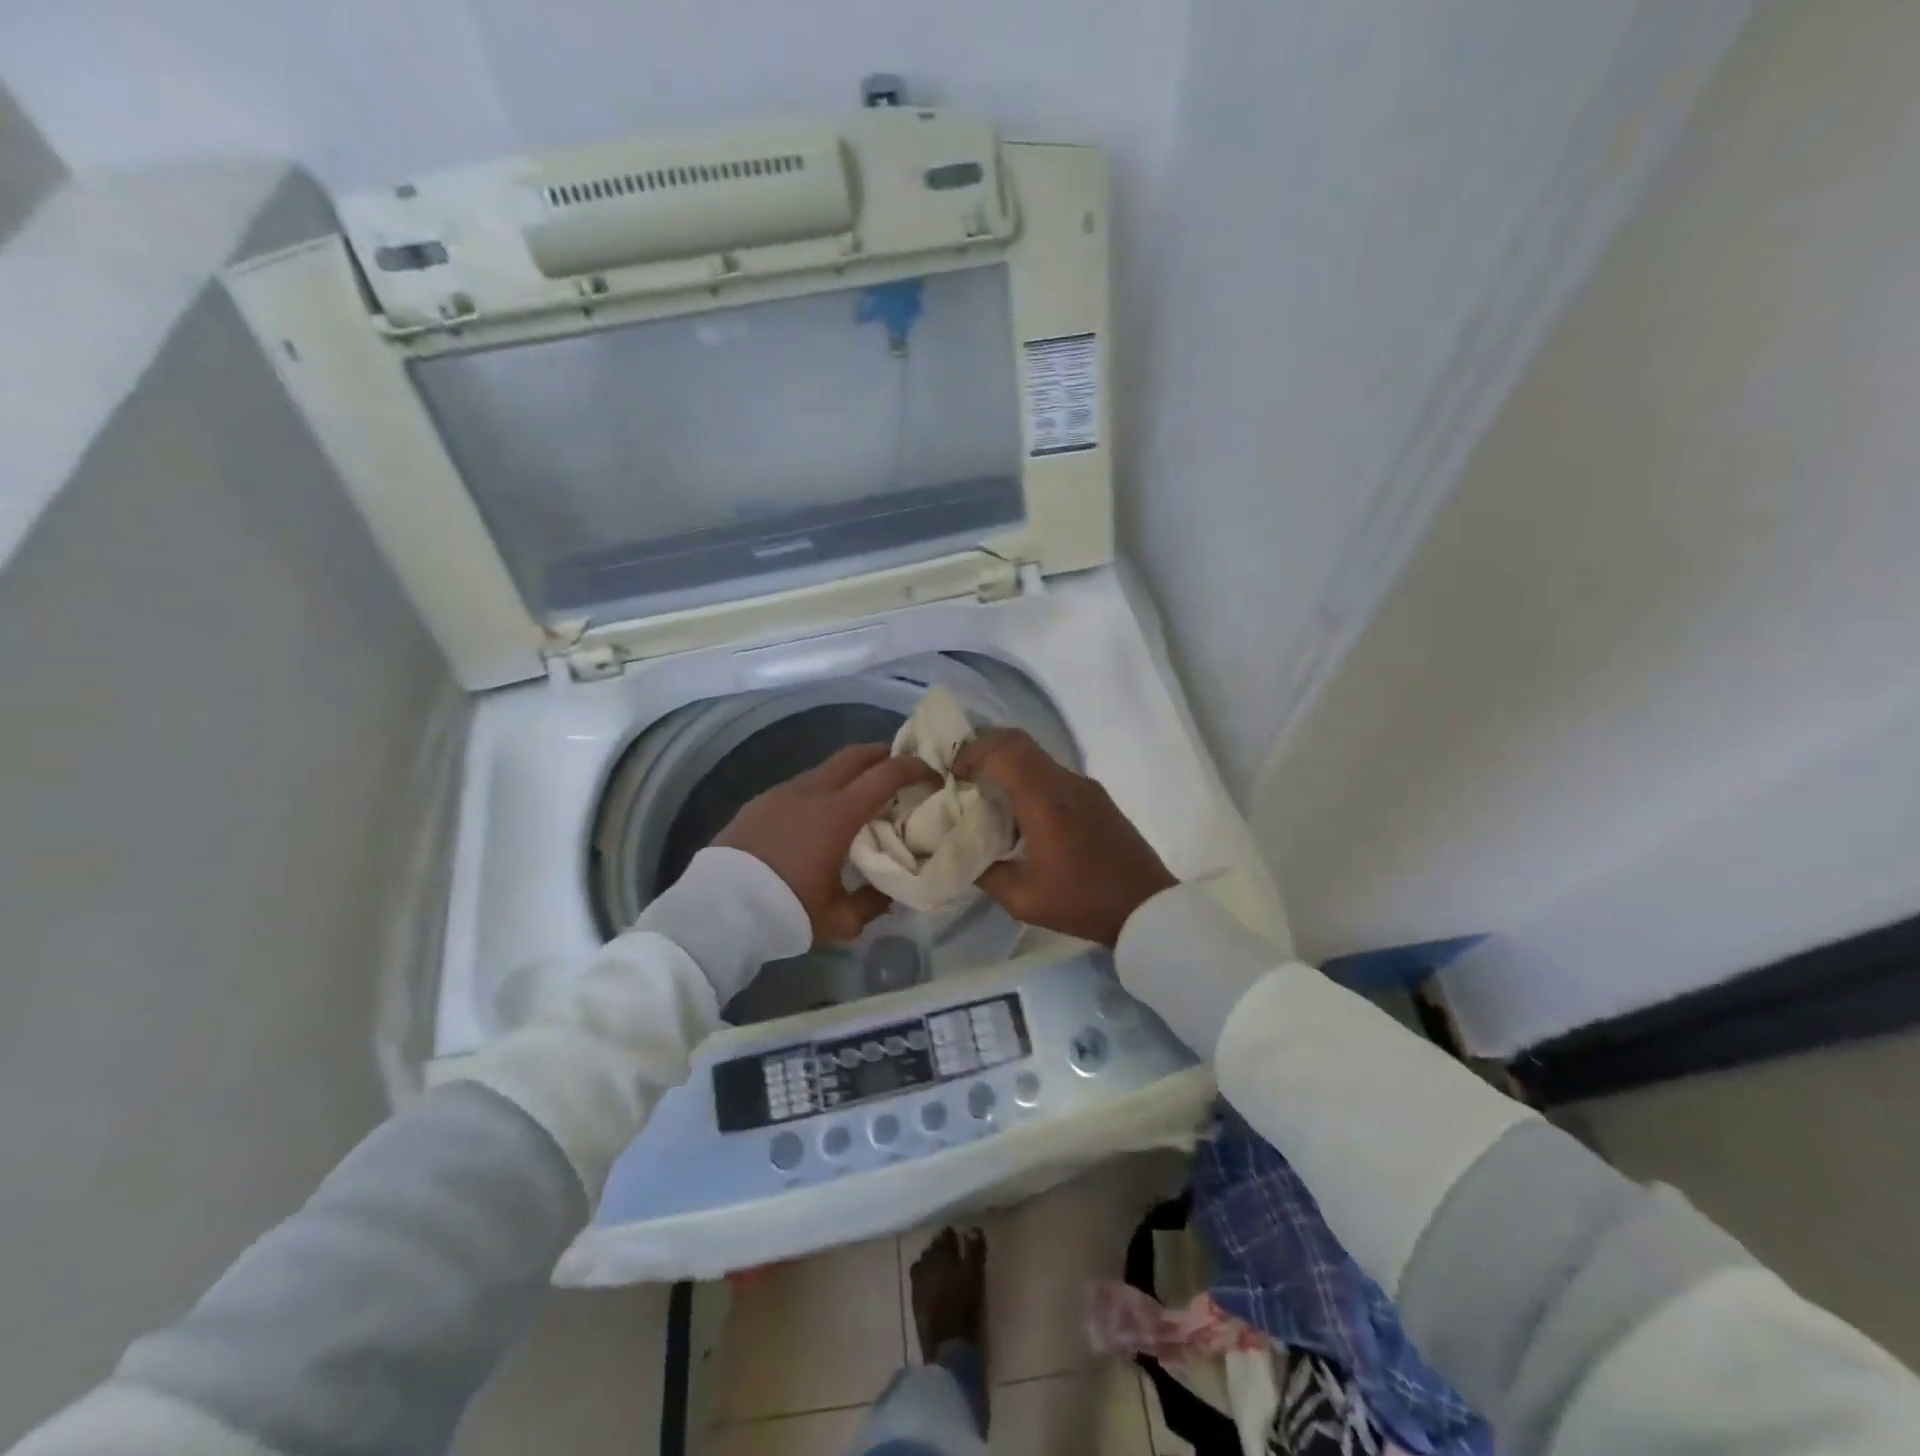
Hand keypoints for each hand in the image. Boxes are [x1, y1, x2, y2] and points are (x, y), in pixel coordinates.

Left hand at [713, 744, 935, 943]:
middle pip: (856, 754)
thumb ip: (871, 904)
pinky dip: (822, 789)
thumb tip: (890, 893)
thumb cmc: (785, 911)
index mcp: (838, 814)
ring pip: (826, 768)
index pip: (886, 774)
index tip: (931, 772)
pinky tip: (819, 815)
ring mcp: (783, 792)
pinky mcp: (761, 802)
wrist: (718, 910)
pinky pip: (802, 785)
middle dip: (883, 754)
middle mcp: (812, 792)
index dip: (913, 767)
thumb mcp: (838, 919)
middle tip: (901, 768)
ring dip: (850, 773)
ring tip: (861, 795)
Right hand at [954, 729, 1176, 947]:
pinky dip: (1026, 778)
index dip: (971, 752)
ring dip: (1006, 763)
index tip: (952, 775)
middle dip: (983, 748)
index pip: (1004, 749)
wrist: (1147, 908)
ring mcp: (1084, 786)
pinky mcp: (1095, 796)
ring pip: (1036, 755)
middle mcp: (1066, 782)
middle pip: (1018, 741)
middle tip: (961, 774)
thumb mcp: (1022, 899)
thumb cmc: (1083, 903)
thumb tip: (961, 853)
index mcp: (1045, 800)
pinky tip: (1018, 811)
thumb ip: (985, 873)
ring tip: (984, 793)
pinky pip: (1052, 773)